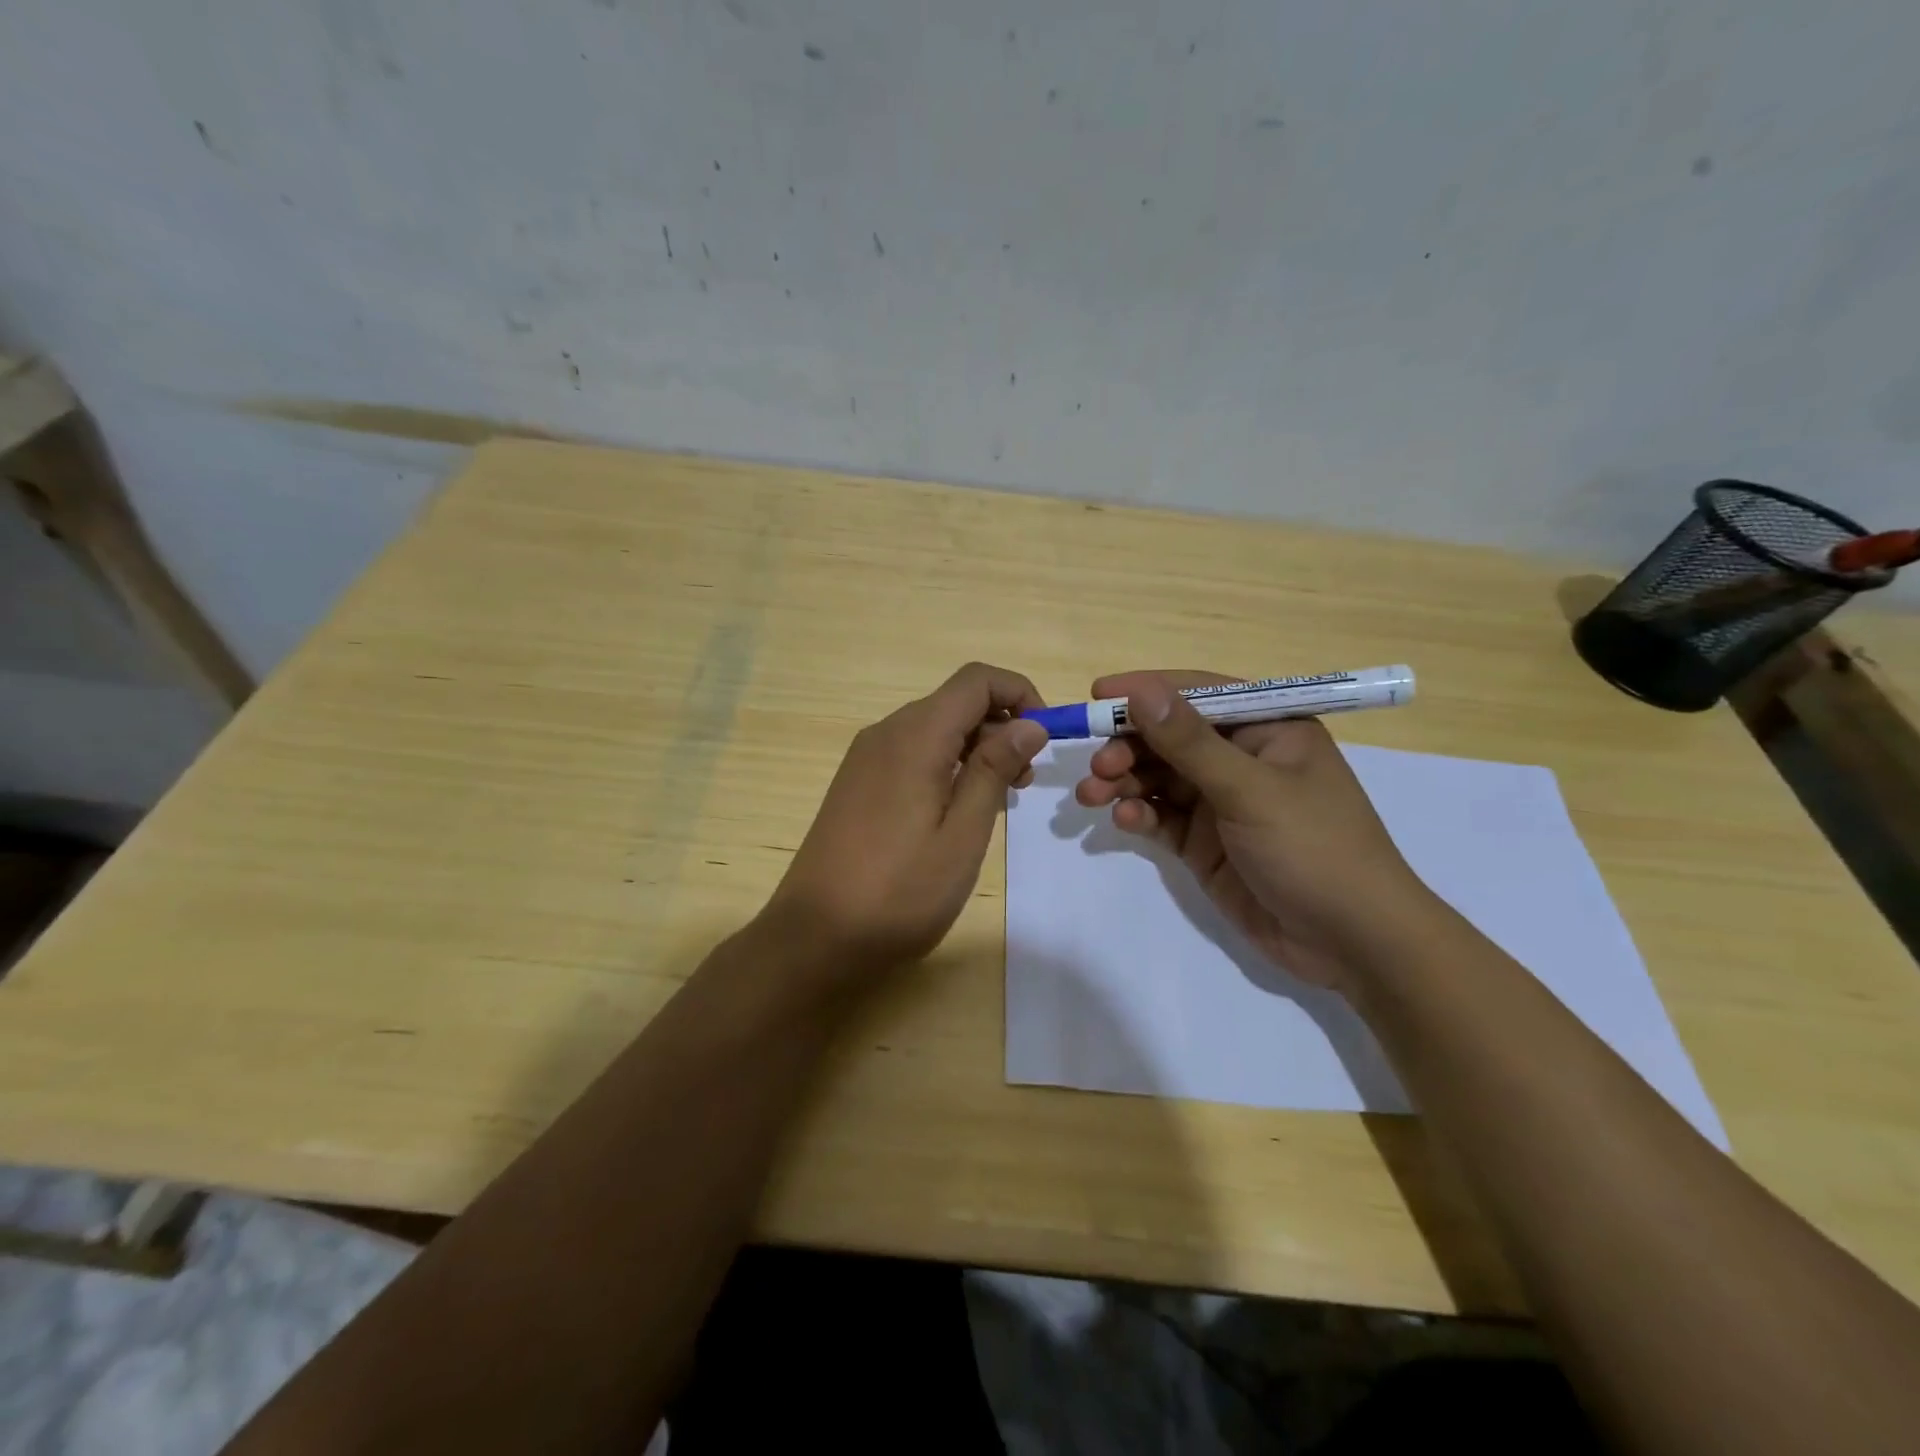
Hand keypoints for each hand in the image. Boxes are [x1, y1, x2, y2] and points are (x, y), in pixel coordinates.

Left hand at [762, 662, 1049, 984]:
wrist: (814, 936)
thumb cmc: (899, 892)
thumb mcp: (962, 834)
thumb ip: (995, 770)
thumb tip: (1029, 724)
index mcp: (915, 736)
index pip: (976, 679)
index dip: (1020, 693)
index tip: (1045, 739)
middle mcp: (886, 733)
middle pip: (955, 702)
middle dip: (1002, 726)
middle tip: (1025, 782)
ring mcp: (866, 757)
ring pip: (935, 728)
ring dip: (976, 748)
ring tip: (998, 800)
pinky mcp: (857, 782)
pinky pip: (912, 752)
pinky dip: (947, 764)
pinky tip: (957, 810)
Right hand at [1074, 670, 1431, 992]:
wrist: (1352, 942)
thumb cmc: (1314, 848)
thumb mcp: (1250, 790)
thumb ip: (1191, 742)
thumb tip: (1141, 691)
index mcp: (1268, 729)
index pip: (1198, 694)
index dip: (1147, 691)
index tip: (1097, 693)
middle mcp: (1241, 758)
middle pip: (1170, 737)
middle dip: (1129, 747)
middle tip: (1098, 766)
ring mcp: (1221, 802)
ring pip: (1158, 777)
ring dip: (1123, 781)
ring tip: (1092, 795)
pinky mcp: (1204, 842)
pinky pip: (1161, 816)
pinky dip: (1140, 815)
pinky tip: (1126, 821)